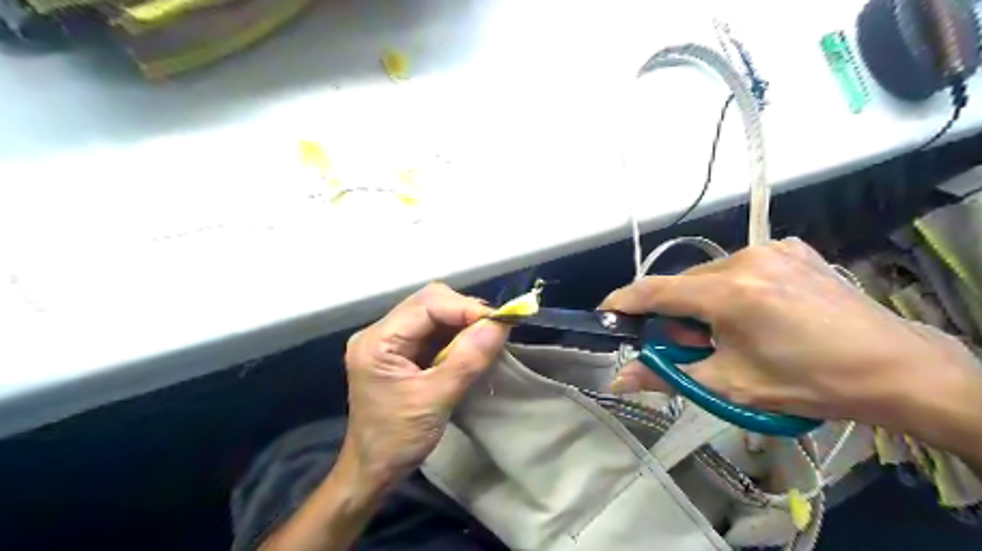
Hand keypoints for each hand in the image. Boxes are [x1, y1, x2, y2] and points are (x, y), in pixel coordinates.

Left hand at [339, 285, 505, 486]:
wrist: (373, 470)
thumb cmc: (397, 440)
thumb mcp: (436, 400)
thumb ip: (467, 359)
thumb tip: (500, 325)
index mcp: (378, 341)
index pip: (426, 304)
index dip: (465, 307)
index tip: (499, 321)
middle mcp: (380, 332)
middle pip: (429, 302)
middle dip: (465, 311)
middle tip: (494, 329)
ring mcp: (390, 340)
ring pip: (434, 313)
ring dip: (463, 322)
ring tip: (486, 337)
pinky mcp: (401, 351)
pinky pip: (433, 330)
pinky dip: (456, 334)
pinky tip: (471, 346)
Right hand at [602, 237, 977, 430]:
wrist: (894, 368)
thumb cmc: (807, 381)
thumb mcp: (730, 384)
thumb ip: (667, 376)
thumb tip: (619, 378)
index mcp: (729, 291)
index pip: (656, 290)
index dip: (624, 301)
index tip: (605, 313)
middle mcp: (746, 258)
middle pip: (684, 283)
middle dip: (676, 314)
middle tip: (693, 346)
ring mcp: (772, 248)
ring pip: (710, 274)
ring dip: (704, 301)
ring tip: (731, 332)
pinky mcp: (791, 248)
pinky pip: (740, 265)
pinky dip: (731, 288)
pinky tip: (757, 311)